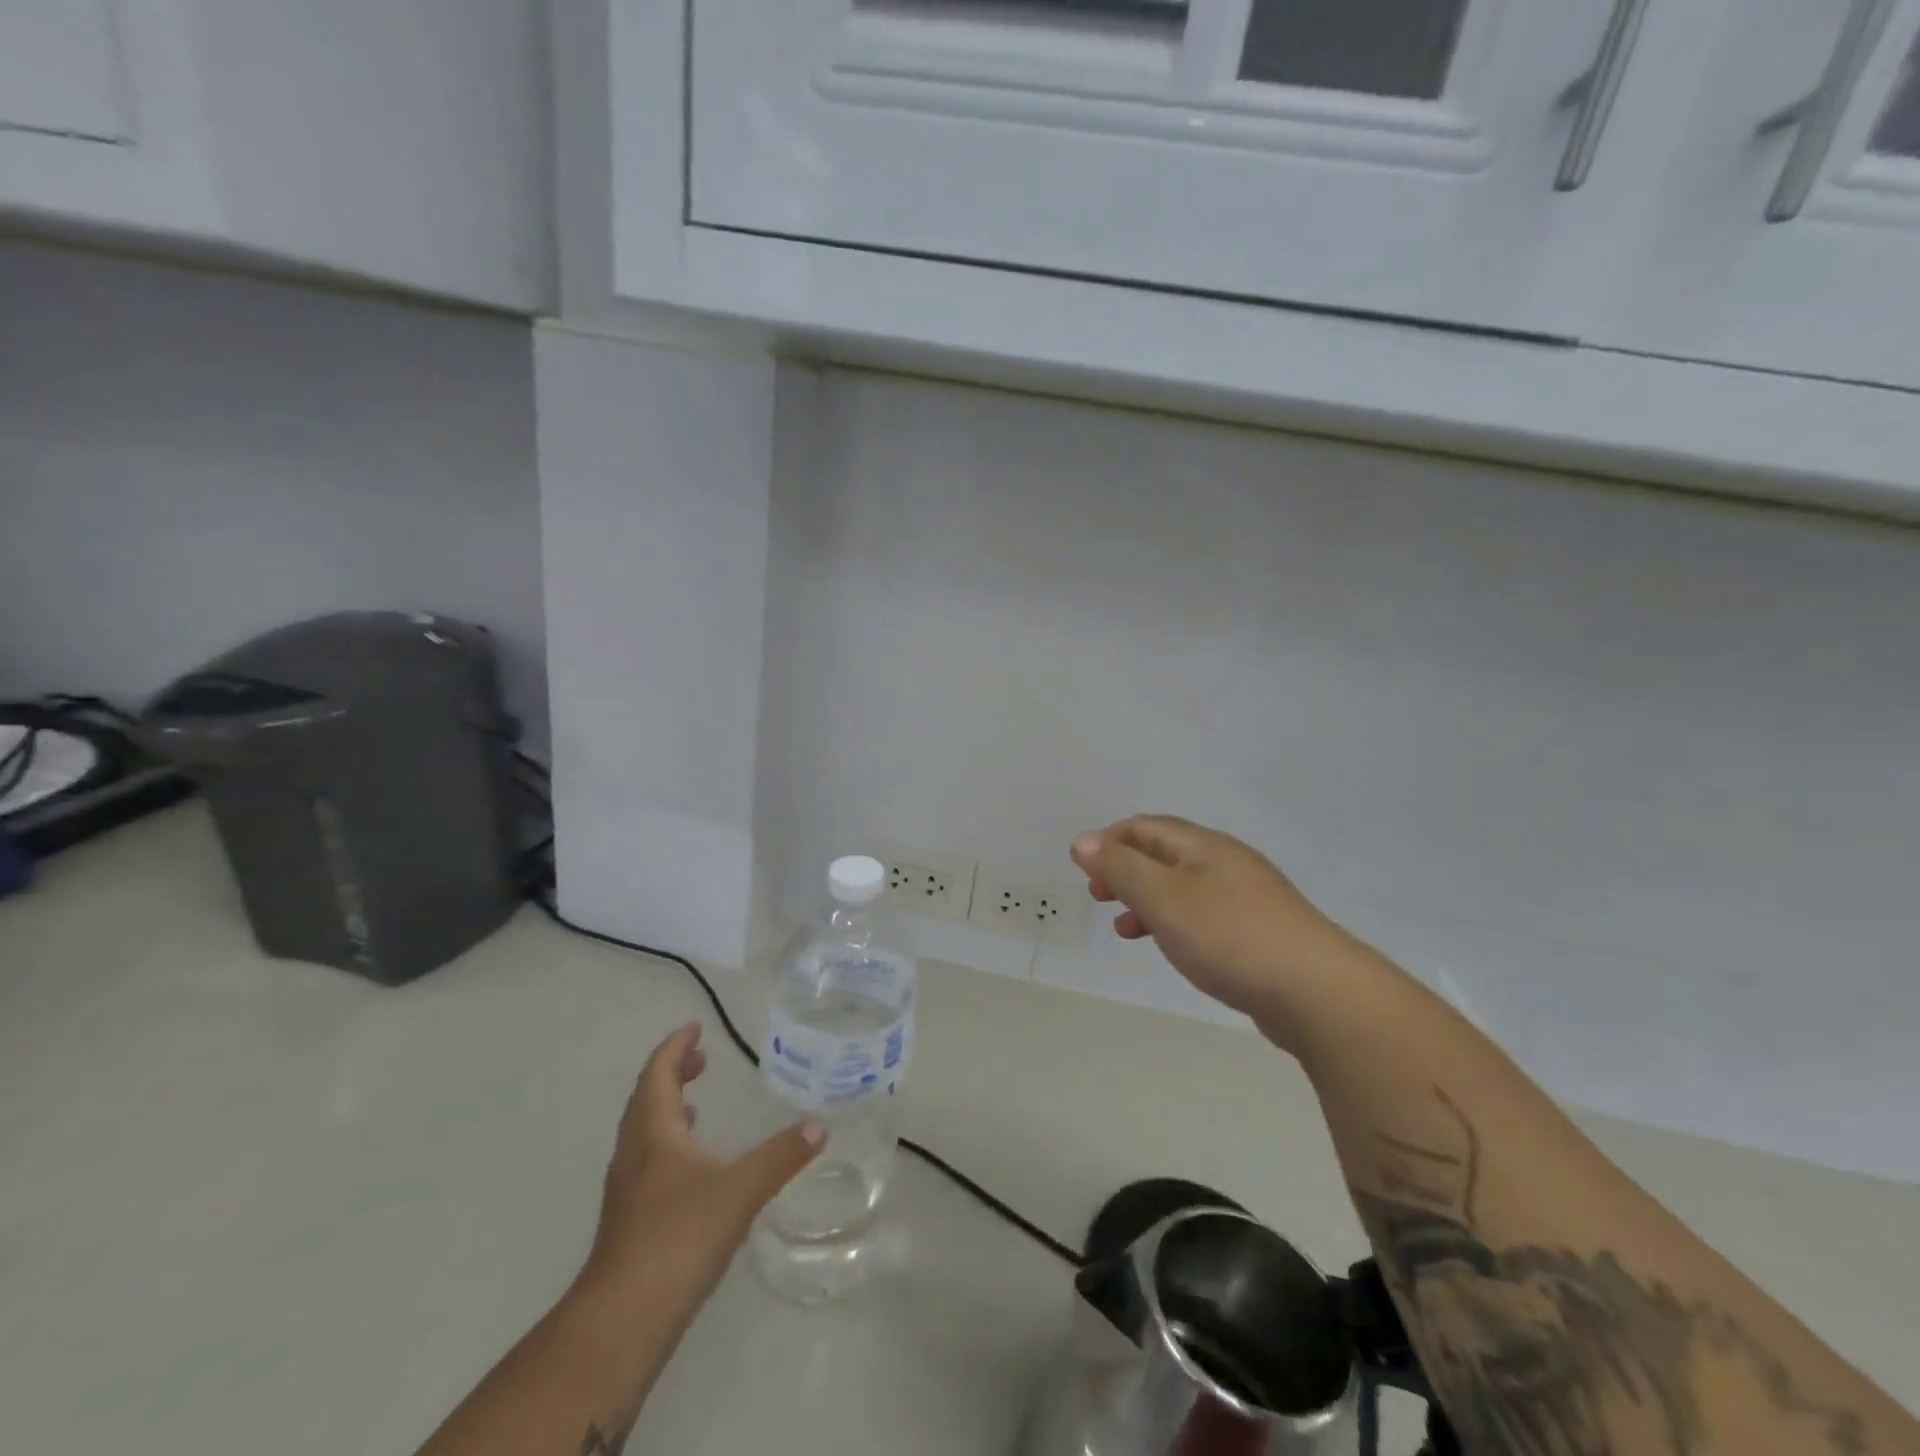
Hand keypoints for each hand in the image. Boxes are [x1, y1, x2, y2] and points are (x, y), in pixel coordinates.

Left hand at [583, 1022, 822, 1310]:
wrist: (622, 1322)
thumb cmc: (678, 1238)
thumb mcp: (740, 1190)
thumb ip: (782, 1155)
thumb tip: (819, 1125)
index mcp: (653, 1132)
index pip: (658, 1074)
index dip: (675, 1047)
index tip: (696, 1027)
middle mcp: (634, 1153)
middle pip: (647, 1099)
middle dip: (672, 1073)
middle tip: (701, 1059)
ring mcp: (628, 1190)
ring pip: (645, 1132)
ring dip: (669, 1109)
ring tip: (697, 1104)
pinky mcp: (632, 1221)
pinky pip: (649, 1161)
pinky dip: (670, 1145)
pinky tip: (694, 1167)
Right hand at [1071, 815, 1348, 1041]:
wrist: (1317, 993)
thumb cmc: (1228, 936)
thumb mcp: (1162, 897)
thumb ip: (1120, 867)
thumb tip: (1083, 841)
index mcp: (1203, 846)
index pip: (1145, 827)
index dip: (1108, 841)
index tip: (1082, 870)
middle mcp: (1227, 862)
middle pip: (1164, 853)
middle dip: (1125, 870)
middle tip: (1098, 896)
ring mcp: (1248, 898)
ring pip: (1183, 887)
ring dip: (1147, 900)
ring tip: (1124, 929)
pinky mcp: (1260, 932)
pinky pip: (1204, 915)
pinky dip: (1175, 923)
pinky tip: (1173, 948)